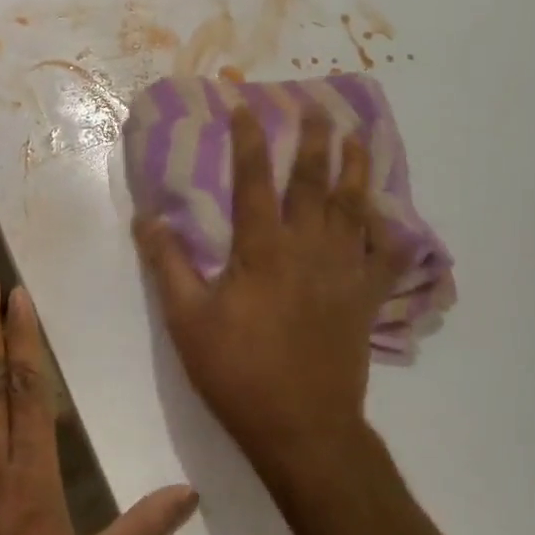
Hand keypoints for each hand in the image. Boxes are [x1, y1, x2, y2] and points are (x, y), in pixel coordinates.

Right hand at [134, 105, 408, 473]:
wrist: (302, 429)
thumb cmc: (238, 372)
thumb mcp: (187, 321)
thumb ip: (168, 265)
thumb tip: (147, 219)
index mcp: (263, 250)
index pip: (255, 180)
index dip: (249, 139)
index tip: (245, 106)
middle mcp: (308, 250)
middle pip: (315, 183)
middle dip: (314, 140)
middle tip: (317, 106)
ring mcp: (344, 273)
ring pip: (355, 209)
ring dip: (356, 169)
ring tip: (359, 137)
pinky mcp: (365, 299)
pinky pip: (385, 255)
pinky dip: (387, 230)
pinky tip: (385, 213)